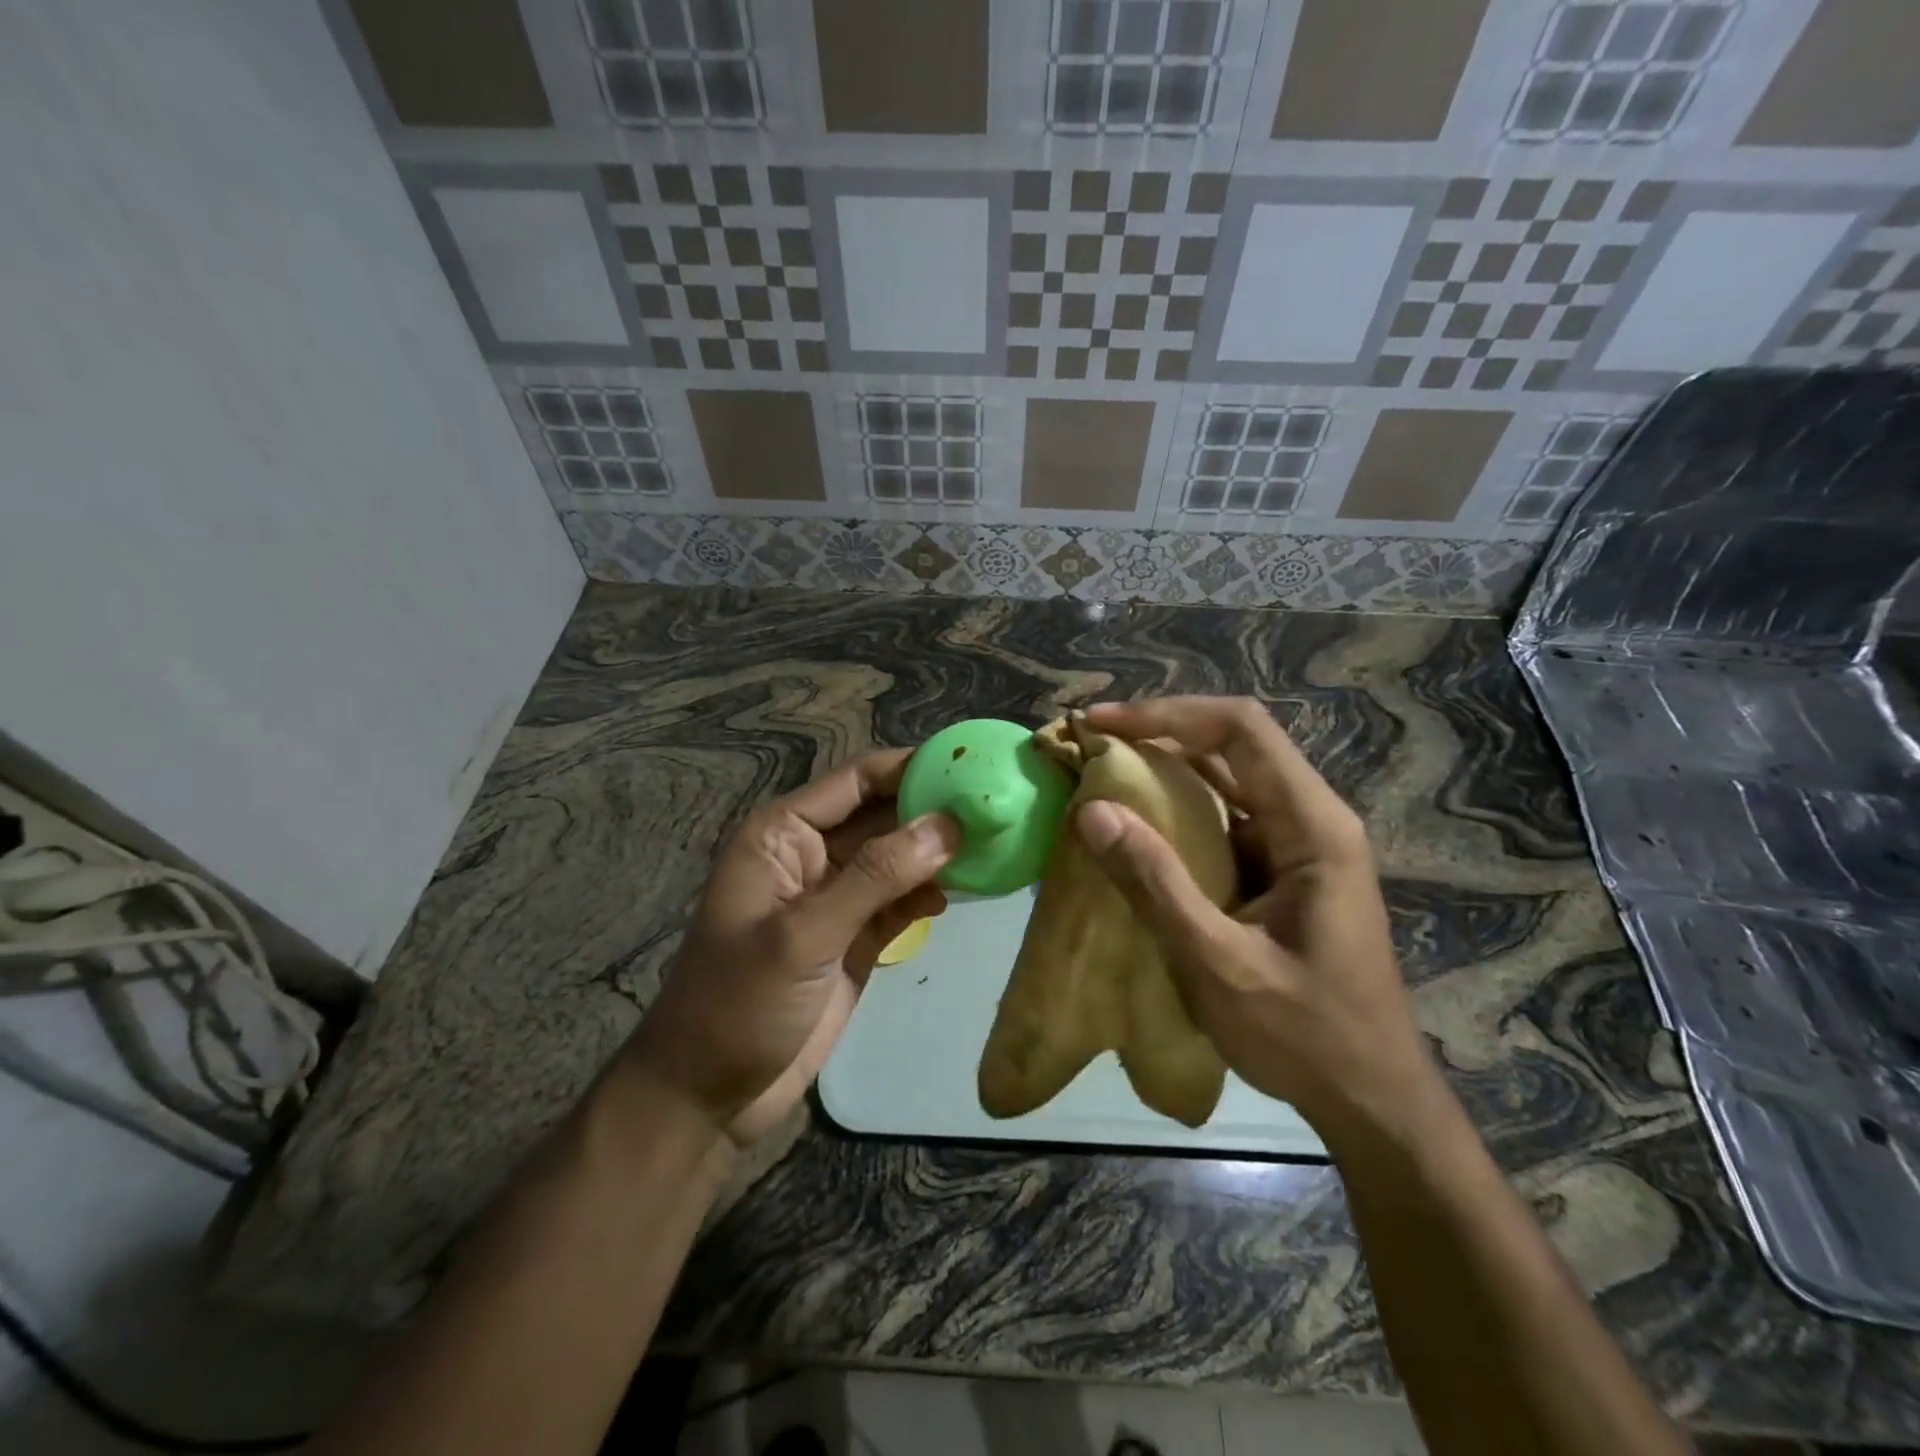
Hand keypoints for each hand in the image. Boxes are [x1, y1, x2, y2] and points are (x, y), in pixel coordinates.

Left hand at [630, 750, 957, 1147]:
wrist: (709, 1096)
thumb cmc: (740, 1003)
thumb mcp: (805, 935)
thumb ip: (875, 877)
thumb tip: (948, 825)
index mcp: (783, 835)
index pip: (855, 781)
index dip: (910, 768)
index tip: (970, 765)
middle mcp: (811, 855)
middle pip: (882, 816)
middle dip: (932, 811)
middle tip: (996, 809)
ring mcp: (835, 899)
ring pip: (896, 859)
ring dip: (936, 855)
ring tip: (990, 849)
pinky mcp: (854, 938)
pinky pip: (898, 901)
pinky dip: (926, 895)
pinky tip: (958, 896)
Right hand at [1072, 697, 1439, 1145]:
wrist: (1372, 1102)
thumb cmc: (1307, 1036)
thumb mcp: (1219, 963)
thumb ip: (1155, 884)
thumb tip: (1091, 810)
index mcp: (1313, 826)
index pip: (1241, 730)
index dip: (1168, 715)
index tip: (1103, 725)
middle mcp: (1309, 820)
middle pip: (1231, 746)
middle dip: (1158, 735)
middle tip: (1088, 745)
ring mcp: (1297, 847)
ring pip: (1225, 782)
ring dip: (1162, 771)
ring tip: (1098, 775)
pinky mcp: (1280, 873)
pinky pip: (1222, 822)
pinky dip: (1174, 814)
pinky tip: (1132, 829)